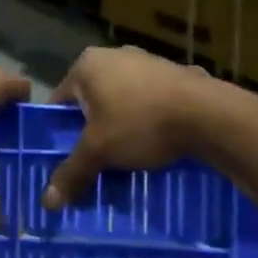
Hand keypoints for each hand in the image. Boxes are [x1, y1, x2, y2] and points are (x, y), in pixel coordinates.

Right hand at [44, 46, 212, 209]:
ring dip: (120, 126)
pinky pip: (150, 102)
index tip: (63, 157)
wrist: (210, 115)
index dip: (58, 132)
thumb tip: (47, 202)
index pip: (59, 101)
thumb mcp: (99, 151)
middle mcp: (114, 55)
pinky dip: (147, 121)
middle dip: (91, 130)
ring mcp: (148, 61)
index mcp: (87, 65)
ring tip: (124, 157)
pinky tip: (155, 144)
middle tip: (93, 160)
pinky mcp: (175, 74)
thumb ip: (72, 172)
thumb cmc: (140, 123)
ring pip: (122, 101)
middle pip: (91, 101)